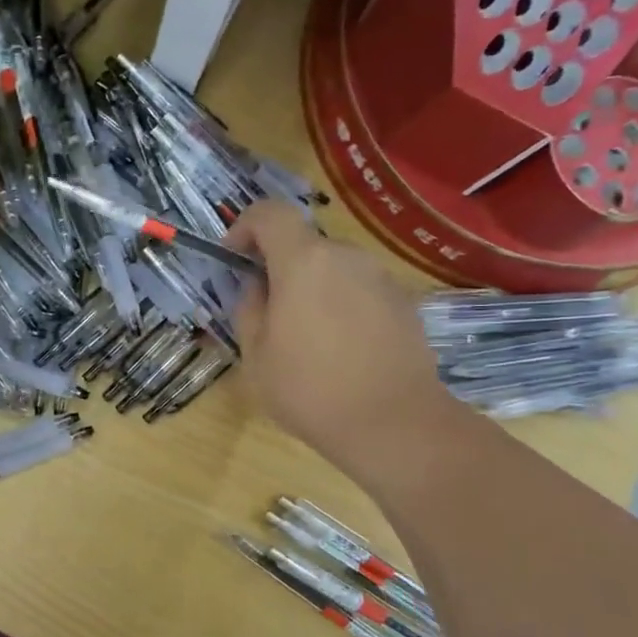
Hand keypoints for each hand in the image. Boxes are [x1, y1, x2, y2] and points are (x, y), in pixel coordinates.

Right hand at [227, 200, 453, 467]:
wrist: (393, 423)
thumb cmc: (310, 389)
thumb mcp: (256, 354)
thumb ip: (249, 307)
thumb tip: (259, 286)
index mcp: (304, 261)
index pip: (269, 213)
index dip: (245, 227)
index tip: (234, 258)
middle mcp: (346, 257)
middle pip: (304, 244)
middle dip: (280, 267)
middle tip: (268, 311)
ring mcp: (380, 278)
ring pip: (333, 268)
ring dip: (312, 288)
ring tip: (306, 337)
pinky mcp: (403, 303)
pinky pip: (360, 290)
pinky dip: (342, 305)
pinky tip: (341, 350)